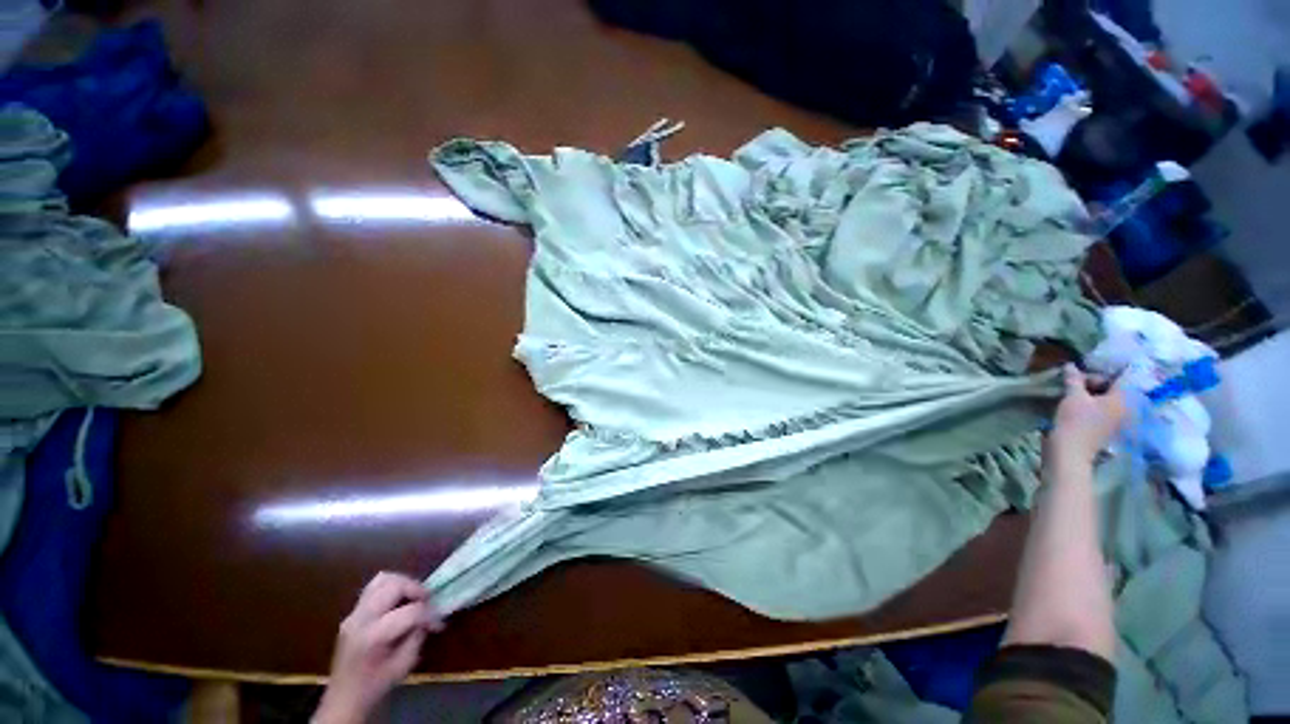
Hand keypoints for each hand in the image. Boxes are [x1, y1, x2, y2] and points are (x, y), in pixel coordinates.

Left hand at [314, 572, 444, 723]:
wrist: (344, 696)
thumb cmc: (376, 684)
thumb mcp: (404, 665)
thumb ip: (417, 636)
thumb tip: (429, 618)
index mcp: (372, 636)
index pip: (410, 612)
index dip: (430, 614)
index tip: (438, 624)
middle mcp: (360, 619)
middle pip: (394, 585)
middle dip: (417, 589)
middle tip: (428, 601)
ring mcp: (354, 613)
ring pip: (383, 579)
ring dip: (404, 583)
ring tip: (414, 597)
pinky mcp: (353, 611)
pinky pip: (375, 587)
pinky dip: (392, 586)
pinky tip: (400, 600)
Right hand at [1049, 364, 1127, 464]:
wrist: (1069, 452)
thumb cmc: (1075, 421)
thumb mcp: (1073, 396)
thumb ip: (1074, 379)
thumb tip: (1071, 365)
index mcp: (1123, 398)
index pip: (1118, 377)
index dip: (1099, 372)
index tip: (1079, 373)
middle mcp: (1125, 408)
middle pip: (1112, 388)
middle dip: (1093, 383)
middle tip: (1072, 383)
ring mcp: (1116, 420)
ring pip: (1105, 400)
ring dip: (1089, 394)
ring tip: (1070, 394)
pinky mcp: (1106, 429)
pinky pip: (1101, 410)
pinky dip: (1089, 405)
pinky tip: (1074, 406)